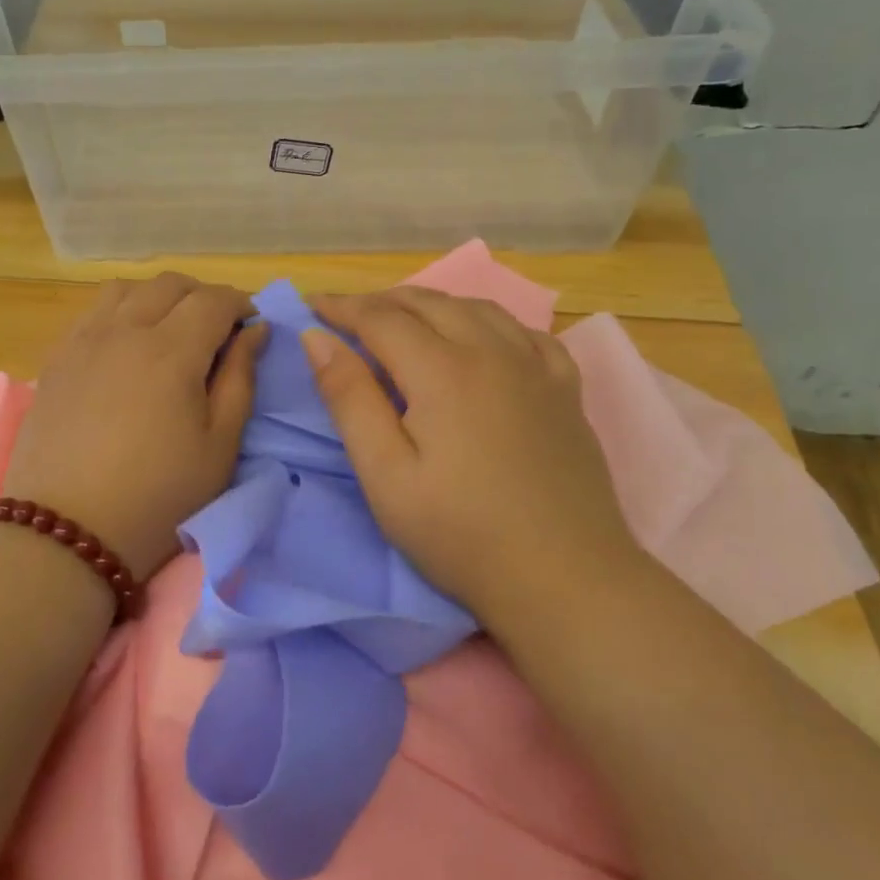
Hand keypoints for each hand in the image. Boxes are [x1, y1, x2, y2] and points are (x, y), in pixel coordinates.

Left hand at [2, 274, 263, 578]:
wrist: (67, 532)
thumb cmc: (158, 497)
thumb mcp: (219, 447)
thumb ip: (241, 380)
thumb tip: (254, 332)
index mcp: (171, 350)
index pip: (213, 300)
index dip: (240, 303)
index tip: (252, 324)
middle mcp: (124, 330)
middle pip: (169, 284)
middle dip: (202, 296)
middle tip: (217, 329)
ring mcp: (83, 341)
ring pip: (125, 289)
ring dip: (157, 297)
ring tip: (169, 330)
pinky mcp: (56, 360)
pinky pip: (92, 313)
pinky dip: (119, 311)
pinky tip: (125, 344)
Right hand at [302, 288, 639, 625]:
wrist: (565, 578)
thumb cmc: (460, 534)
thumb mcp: (385, 475)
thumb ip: (350, 399)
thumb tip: (316, 339)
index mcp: (442, 370)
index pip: (381, 318)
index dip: (343, 308)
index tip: (313, 306)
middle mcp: (492, 352)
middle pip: (429, 303)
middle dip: (381, 301)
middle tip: (348, 315)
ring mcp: (536, 367)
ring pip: (477, 308)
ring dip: (432, 304)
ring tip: (404, 319)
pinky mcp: (566, 390)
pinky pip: (526, 332)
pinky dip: (489, 322)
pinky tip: (482, 339)